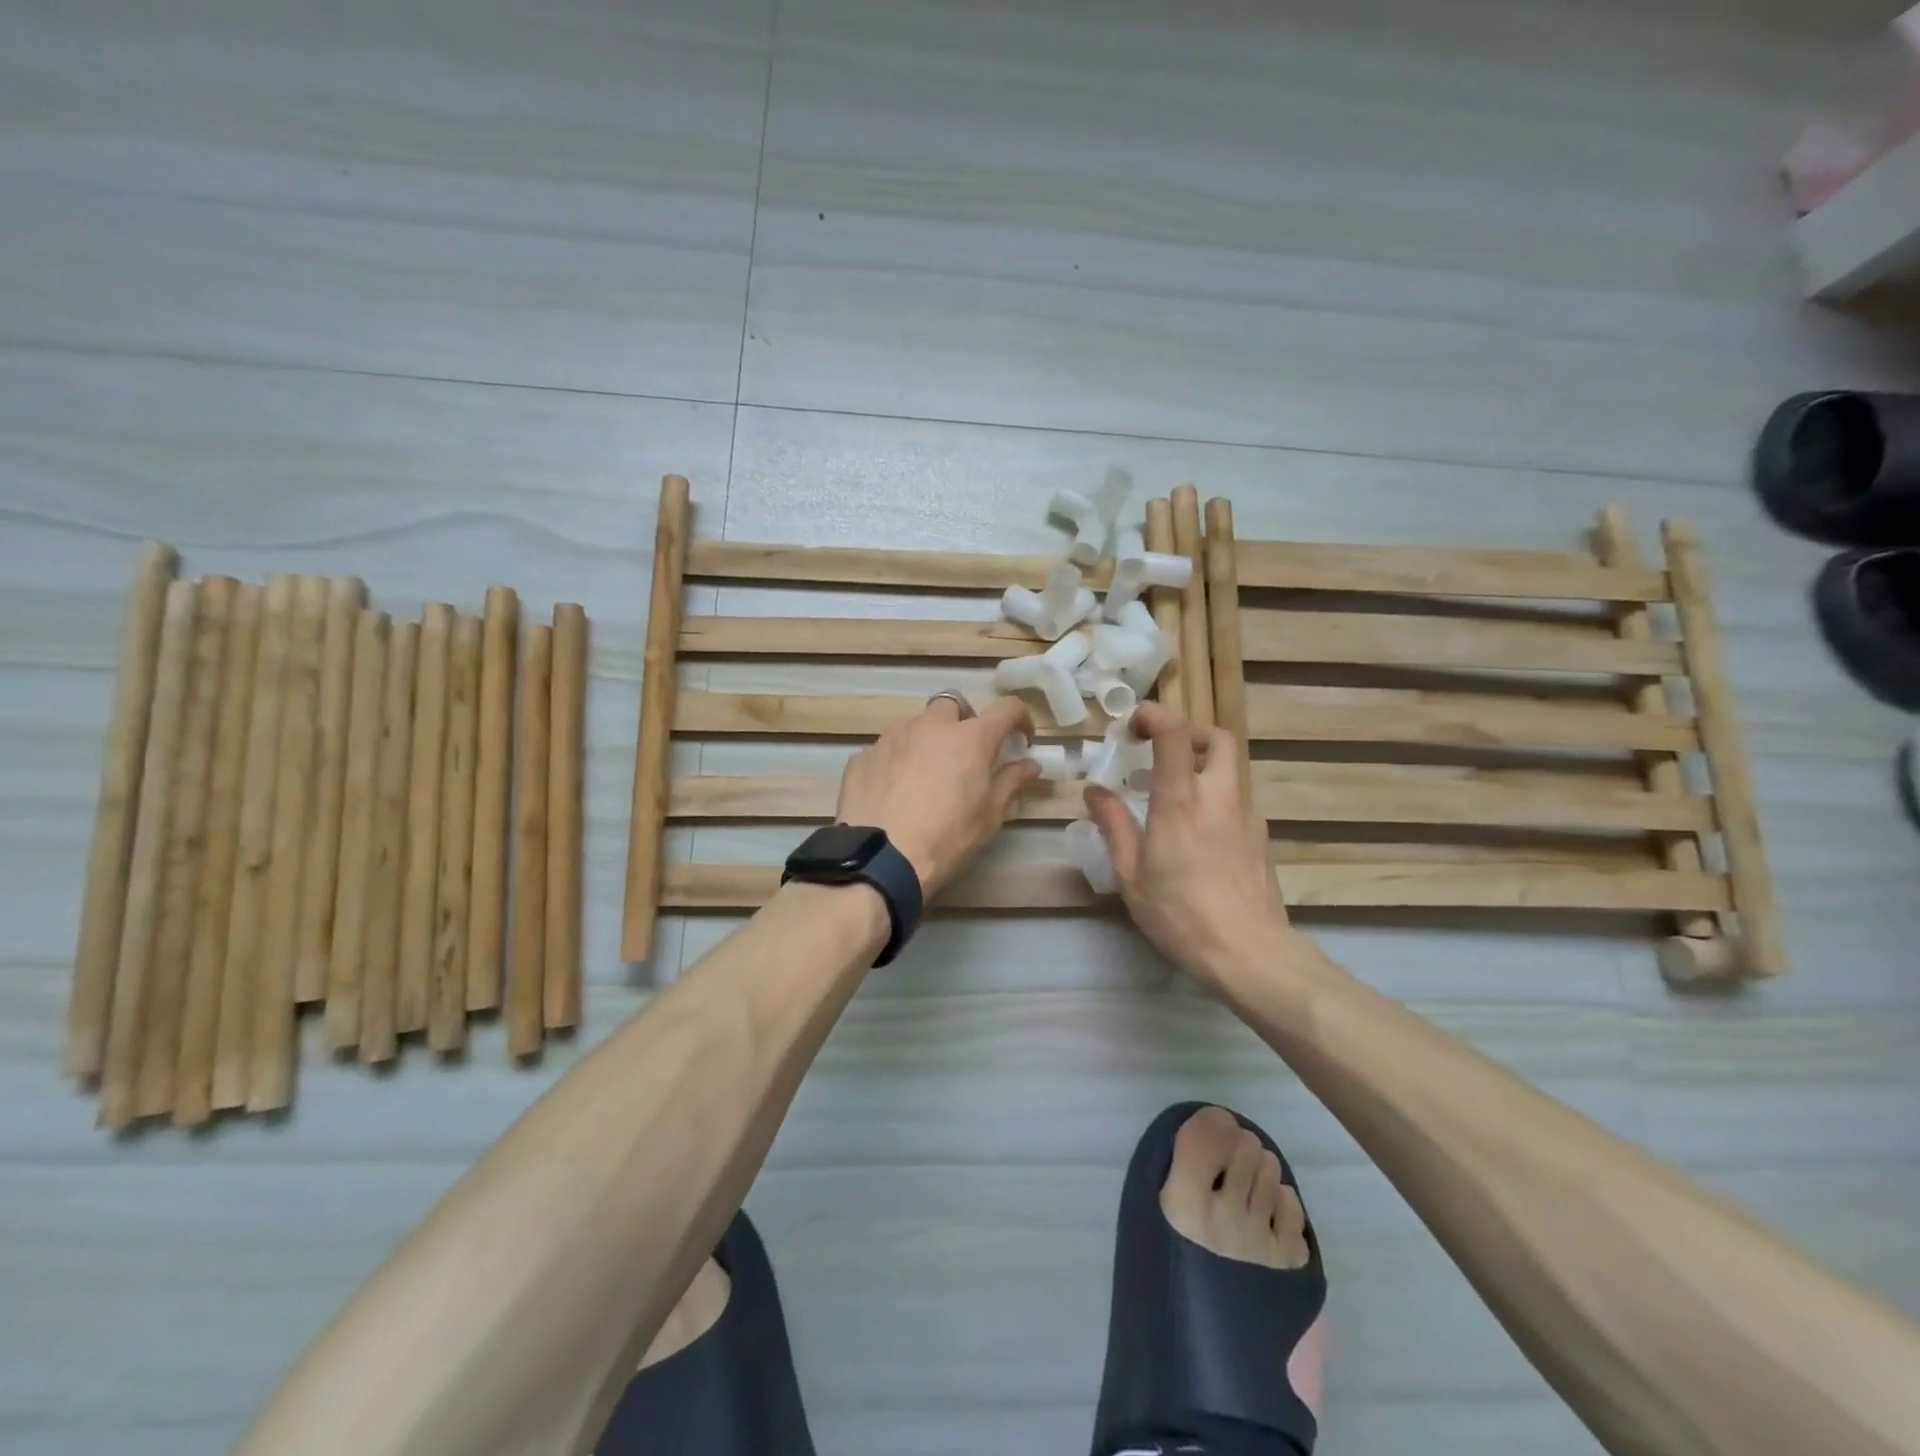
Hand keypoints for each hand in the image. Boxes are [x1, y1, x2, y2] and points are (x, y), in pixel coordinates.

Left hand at [836, 695, 1039, 897]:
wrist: (879, 860)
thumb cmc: (946, 839)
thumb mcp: (989, 817)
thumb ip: (1011, 783)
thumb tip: (1030, 764)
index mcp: (970, 738)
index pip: (1006, 709)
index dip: (1019, 718)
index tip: (1021, 737)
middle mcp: (930, 726)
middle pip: (953, 705)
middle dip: (964, 721)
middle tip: (966, 753)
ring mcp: (891, 737)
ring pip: (915, 724)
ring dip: (927, 739)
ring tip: (926, 773)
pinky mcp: (863, 756)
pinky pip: (886, 749)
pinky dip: (896, 761)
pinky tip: (894, 791)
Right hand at [1083, 703, 1292, 993]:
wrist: (1249, 953)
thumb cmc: (1179, 914)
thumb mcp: (1130, 875)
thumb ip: (1113, 825)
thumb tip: (1094, 790)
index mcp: (1180, 802)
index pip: (1175, 733)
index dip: (1154, 714)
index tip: (1133, 724)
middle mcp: (1219, 797)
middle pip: (1217, 738)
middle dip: (1189, 732)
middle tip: (1161, 750)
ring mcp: (1247, 816)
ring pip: (1230, 769)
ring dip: (1202, 766)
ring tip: (1175, 795)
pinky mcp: (1261, 838)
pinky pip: (1237, 800)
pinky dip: (1215, 797)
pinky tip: (1199, 833)